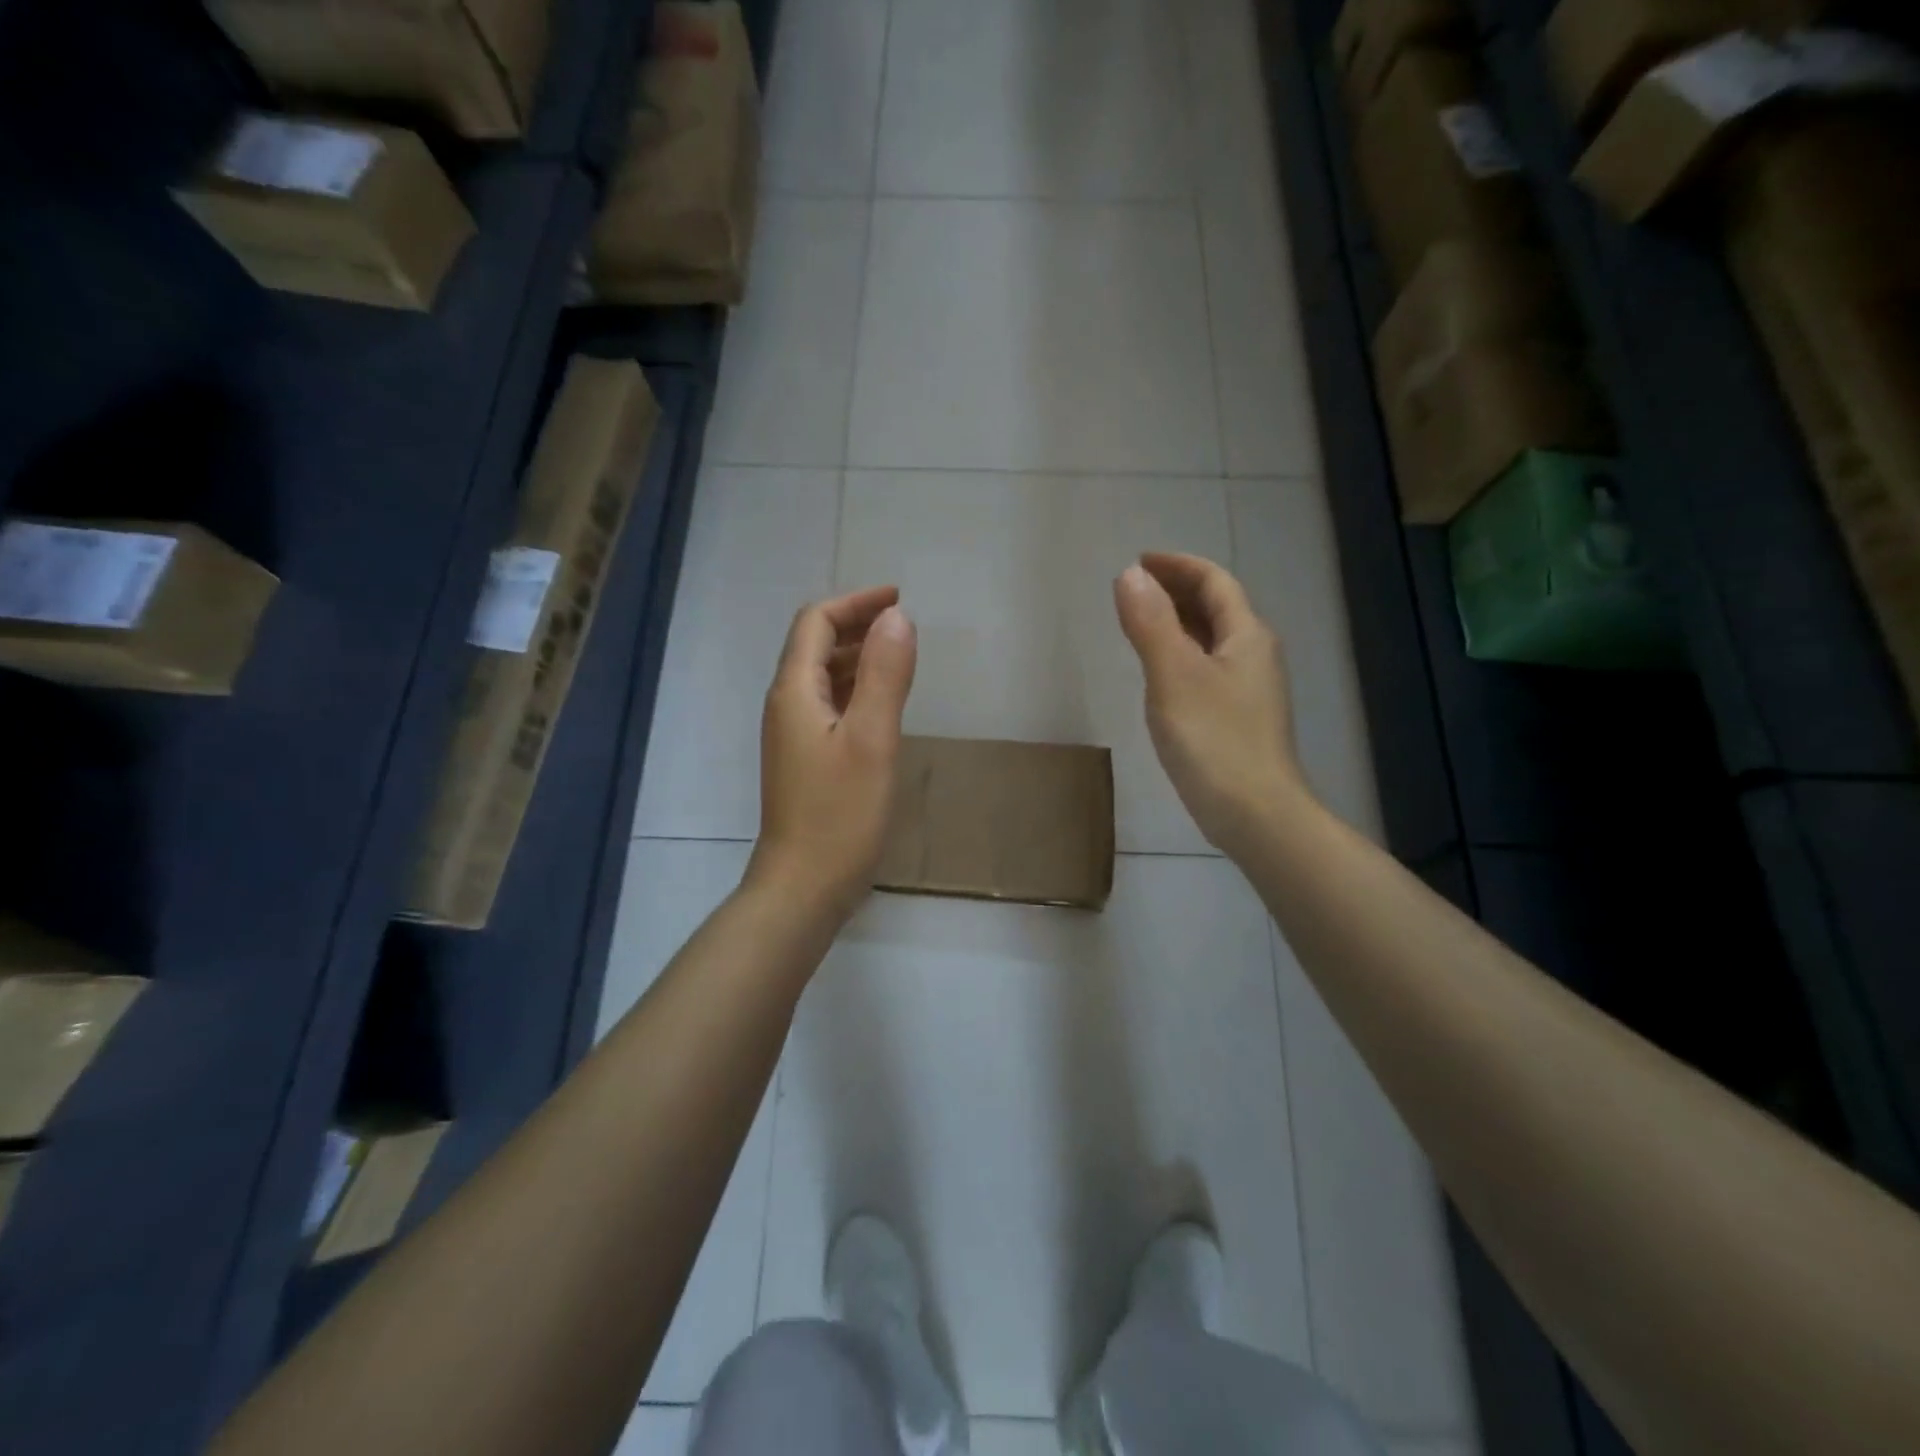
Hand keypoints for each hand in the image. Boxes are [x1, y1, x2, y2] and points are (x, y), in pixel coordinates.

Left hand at [748, 585, 917, 917]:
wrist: (804, 887)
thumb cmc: (840, 814)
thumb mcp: (872, 739)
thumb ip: (885, 675)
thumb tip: (897, 617)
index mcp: (795, 692)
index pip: (816, 622)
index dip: (855, 602)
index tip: (899, 599)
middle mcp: (786, 706)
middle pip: (815, 645)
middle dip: (857, 625)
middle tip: (905, 625)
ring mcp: (793, 735)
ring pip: (823, 677)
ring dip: (858, 657)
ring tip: (900, 656)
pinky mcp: (805, 760)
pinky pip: (829, 706)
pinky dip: (856, 690)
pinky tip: (883, 704)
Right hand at [1114, 552, 1307, 856]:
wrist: (1255, 814)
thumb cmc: (1214, 741)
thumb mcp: (1174, 676)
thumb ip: (1150, 623)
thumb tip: (1129, 575)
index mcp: (1246, 636)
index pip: (1214, 582)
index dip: (1178, 565)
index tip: (1139, 561)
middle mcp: (1254, 655)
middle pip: (1217, 607)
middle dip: (1176, 590)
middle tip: (1134, 589)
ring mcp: (1250, 689)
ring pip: (1212, 639)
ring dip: (1178, 621)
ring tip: (1140, 622)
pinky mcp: (1238, 718)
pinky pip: (1207, 667)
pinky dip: (1181, 654)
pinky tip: (1160, 673)